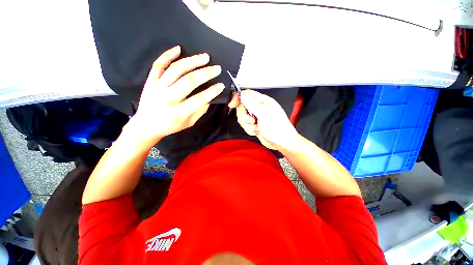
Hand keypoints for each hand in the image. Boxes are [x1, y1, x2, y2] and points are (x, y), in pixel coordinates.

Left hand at [125, 46, 223, 147]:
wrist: (145, 126)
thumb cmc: (170, 126)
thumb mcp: (189, 123)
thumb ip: (200, 111)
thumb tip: (209, 98)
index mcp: (178, 112)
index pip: (199, 99)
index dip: (212, 91)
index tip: (221, 85)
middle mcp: (168, 98)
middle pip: (189, 81)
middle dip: (205, 73)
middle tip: (217, 68)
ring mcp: (157, 88)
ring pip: (176, 69)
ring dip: (192, 61)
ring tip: (205, 57)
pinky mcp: (150, 81)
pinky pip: (158, 65)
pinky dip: (167, 55)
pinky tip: (179, 48)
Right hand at [230, 89, 298, 150]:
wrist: (282, 143)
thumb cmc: (278, 129)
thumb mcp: (265, 115)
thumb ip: (253, 105)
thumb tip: (243, 94)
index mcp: (263, 101)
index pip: (247, 94)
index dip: (238, 98)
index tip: (232, 104)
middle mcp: (259, 108)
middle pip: (242, 107)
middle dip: (244, 117)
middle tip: (252, 121)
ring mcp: (256, 117)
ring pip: (242, 118)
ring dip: (248, 125)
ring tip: (257, 128)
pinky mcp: (254, 125)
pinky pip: (246, 125)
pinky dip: (250, 130)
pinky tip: (258, 131)